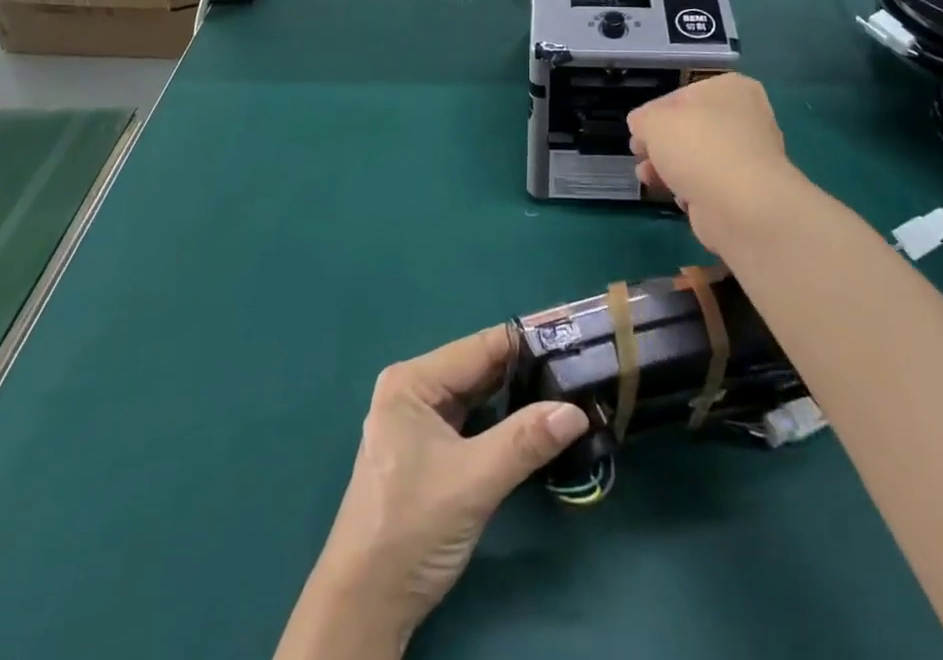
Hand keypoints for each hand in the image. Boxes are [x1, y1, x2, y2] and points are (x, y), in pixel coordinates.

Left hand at [275, 327, 588, 657]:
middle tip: (578, 367)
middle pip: (480, 369)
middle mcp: (414, 390)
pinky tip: (536, 424)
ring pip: (478, 397)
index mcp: (413, 381)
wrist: (364, 605)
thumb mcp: (474, 481)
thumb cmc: (411, 528)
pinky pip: (473, 423)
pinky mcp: (428, 452)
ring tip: (568, 388)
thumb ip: (525, 441)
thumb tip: (578, 411)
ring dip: (517, 398)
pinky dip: (502, 422)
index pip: (480, 347)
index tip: (572, 338)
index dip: (527, 342)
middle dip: (526, 370)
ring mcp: (419, 422)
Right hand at [627, 74, 805, 254]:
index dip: (653, 114)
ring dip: (669, 167)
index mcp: (730, 88)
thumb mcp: (653, 122)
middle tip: (639, 154)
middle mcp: (746, 117)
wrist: (741, 206)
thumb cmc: (697, 147)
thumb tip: (642, 126)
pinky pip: (710, 184)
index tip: (636, 132)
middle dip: (662, 144)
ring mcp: (750, 156)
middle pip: (691, 127)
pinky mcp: (748, 190)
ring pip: (699, 157)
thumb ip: (643, 119)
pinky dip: (692, 190)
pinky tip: (677, 197)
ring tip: (646, 178)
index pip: (681, 96)